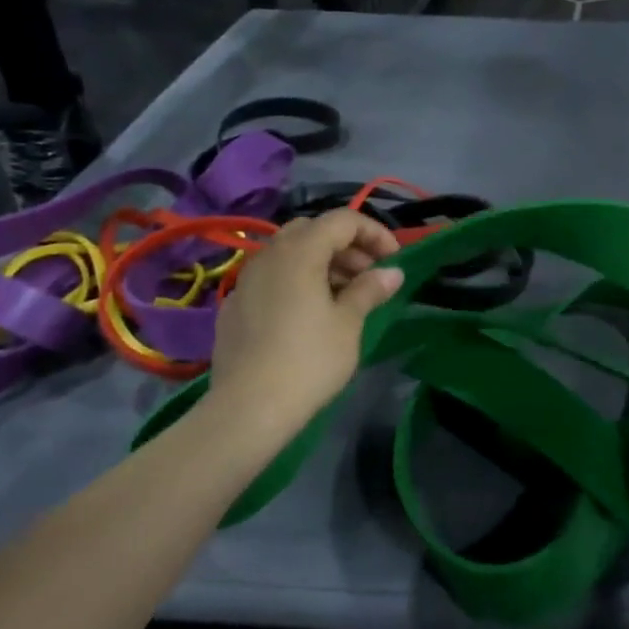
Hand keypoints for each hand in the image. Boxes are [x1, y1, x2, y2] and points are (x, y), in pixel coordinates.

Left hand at [201, 209, 402, 445]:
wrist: (248, 408)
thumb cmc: (309, 360)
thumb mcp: (348, 323)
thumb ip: (369, 290)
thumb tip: (392, 272)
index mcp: (300, 252)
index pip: (342, 220)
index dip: (374, 232)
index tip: (393, 259)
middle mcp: (268, 255)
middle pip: (312, 231)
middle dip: (346, 246)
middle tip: (369, 275)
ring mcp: (246, 280)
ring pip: (289, 254)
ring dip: (321, 263)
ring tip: (344, 295)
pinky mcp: (235, 306)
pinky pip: (271, 278)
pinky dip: (296, 282)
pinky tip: (308, 315)